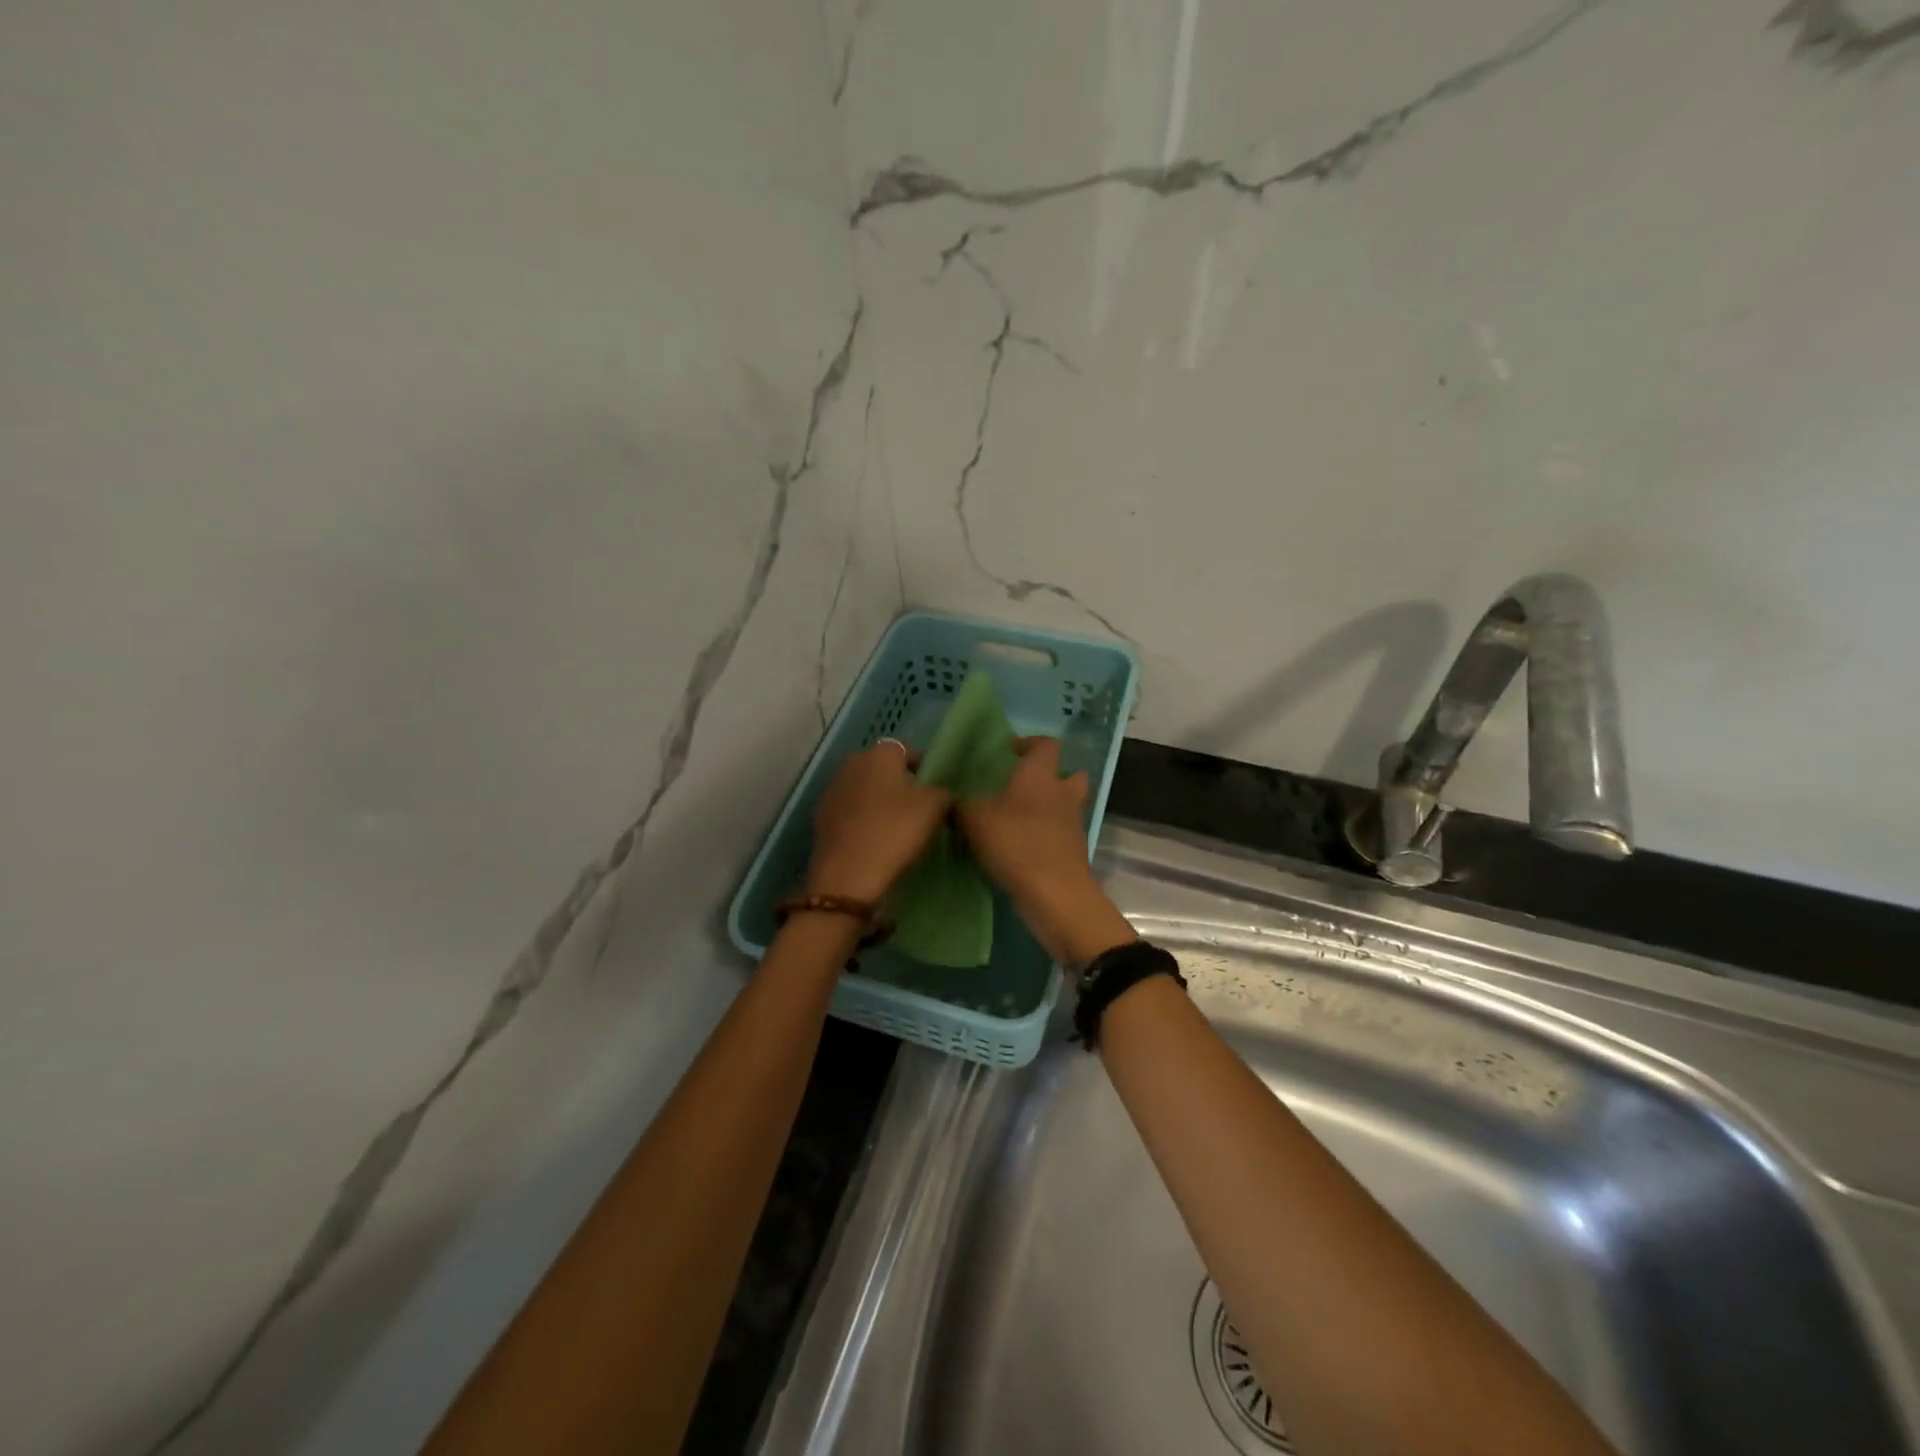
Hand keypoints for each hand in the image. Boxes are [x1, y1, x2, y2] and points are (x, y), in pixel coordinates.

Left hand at [805, 741, 952, 904]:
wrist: (848, 876)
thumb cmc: (895, 831)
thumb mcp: (935, 807)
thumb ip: (941, 791)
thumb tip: (936, 792)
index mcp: (879, 754)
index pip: (907, 749)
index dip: (923, 767)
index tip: (934, 789)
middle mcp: (851, 764)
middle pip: (882, 769)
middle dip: (898, 783)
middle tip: (917, 808)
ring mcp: (831, 791)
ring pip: (864, 790)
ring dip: (878, 802)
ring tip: (895, 826)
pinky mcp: (820, 818)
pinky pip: (850, 812)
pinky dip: (861, 820)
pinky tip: (873, 840)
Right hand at [956, 737, 1135, 965]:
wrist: (1054, 894)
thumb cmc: (1015, 843)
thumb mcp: (973, 819)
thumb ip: (959, 802)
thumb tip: (949, 795)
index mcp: (1040, 775)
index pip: (1046, 744)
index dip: (1028, 743)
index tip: (1007, 753)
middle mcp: (1062, 793)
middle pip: (1069, 774)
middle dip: (1051, 776)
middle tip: (1022, 787)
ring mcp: (1073, 824)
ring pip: (1067, 805)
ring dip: (1050, 807)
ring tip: (1020, 819)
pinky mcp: (1075, 851)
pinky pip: (1062, 833)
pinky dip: (1048, 835)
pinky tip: (1023, 846)